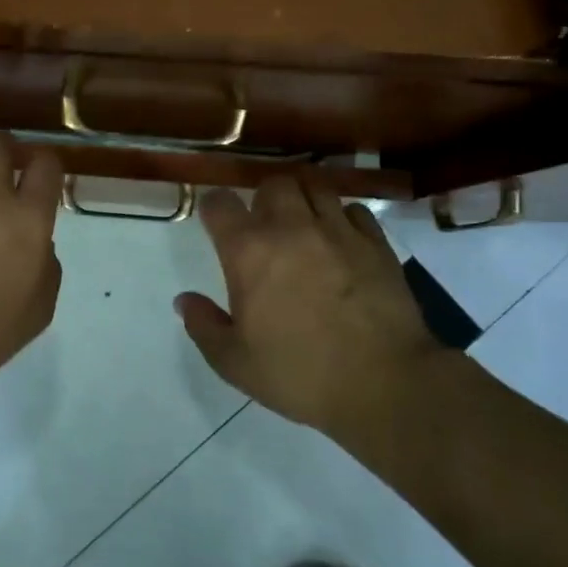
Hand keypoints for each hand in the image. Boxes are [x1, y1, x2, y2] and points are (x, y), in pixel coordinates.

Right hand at [176, 176, 441, 436]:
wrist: (383, 383)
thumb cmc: (298, 374)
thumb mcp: (234, 362)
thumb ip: (203, 326)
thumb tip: (184, 300)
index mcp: (248, 252)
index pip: (220, 203)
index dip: (213, 207)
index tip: (214, 222)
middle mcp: (291, 228)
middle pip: (273, 183)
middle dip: (263, 198)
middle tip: (263, 225)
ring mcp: (338, 230)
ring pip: (316, 187)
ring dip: (303, 200)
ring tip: (303, 224)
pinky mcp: (376, 243)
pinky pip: (355, 210)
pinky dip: (342, 218)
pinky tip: (341, 240)